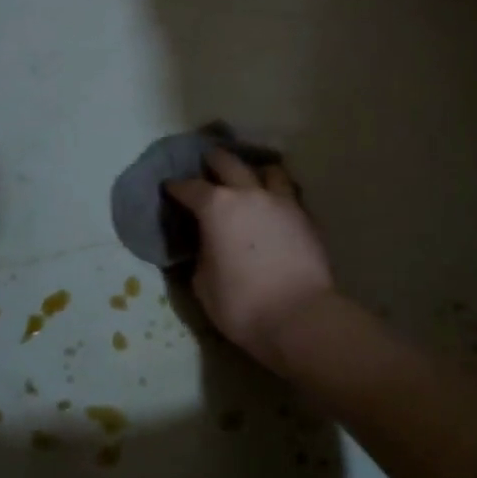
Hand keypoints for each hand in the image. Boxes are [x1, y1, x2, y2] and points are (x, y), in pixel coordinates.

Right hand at [165, 149, 335, 370]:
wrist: (300, 316)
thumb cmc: (242, 305)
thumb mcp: (203, 285)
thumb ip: (202, 255)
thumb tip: (207, 245)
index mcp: (217, 208)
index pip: (191, 187)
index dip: (177, 187)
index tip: (170, 187)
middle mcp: (249, 194)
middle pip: (229, 163)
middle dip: (214, 161)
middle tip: (208, 163)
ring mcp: (282, 202)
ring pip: (268, 170)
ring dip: (255, 171)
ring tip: (251, 178)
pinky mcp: (306, 217)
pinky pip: (289, 194)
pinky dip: (278, 193)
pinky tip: (275, 205)